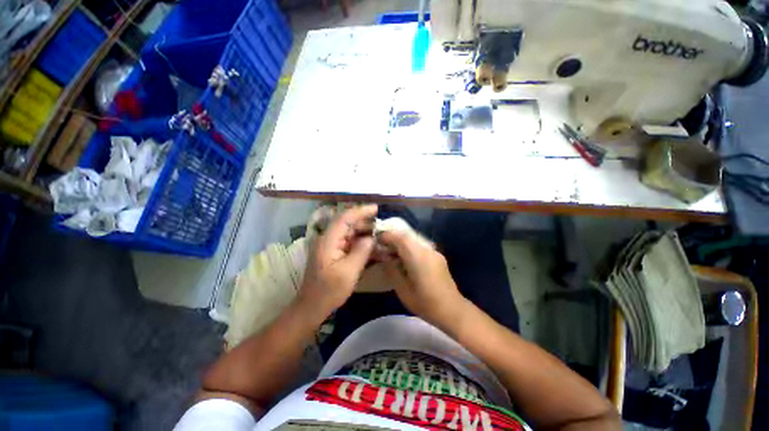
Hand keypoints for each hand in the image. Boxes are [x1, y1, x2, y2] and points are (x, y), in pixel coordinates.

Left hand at [298, 205, 377, 320]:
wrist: (312, 307)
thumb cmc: (329, 291)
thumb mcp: (349, 272)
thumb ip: (362, 251)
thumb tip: (371, 237)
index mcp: (328, 240)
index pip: (345, 218)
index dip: (361, 211)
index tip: (376, 208)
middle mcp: (328, 239)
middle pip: (348, 223)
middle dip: (365, 222)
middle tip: (382, 224)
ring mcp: (330, 245)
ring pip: (349, 232)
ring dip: (364, 232)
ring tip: (380, 234)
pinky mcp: (333, 252)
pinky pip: (349, 241)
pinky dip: (360, 241)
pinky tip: (371, 245)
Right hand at [379, 230, 468, 328]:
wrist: (452, 310)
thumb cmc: (425, 303)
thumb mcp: (402, 289)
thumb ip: (392, 269)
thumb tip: (385, 257)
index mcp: (417, 256)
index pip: (400, 237)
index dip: (387, 236)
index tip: (376, 240)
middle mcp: (427, 249)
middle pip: (407, 236)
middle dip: (393, 238)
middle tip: (382, 246)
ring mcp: (434, 252)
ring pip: (414, 240)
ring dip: (401, 242)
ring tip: (391, 252)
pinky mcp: (437, 256)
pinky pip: (420, 246)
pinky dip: (409, 248)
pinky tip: (405, 259)